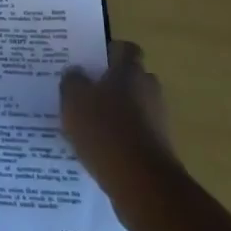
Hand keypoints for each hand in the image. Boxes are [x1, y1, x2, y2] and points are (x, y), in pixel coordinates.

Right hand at [60, 41, 175, 189]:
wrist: (141, 181)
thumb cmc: (104, 130)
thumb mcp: (74, 100)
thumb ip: (72, 81)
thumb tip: (76, 72)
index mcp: (130, 71)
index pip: (125, 49)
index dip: (108, 51)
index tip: (90, 60)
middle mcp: (148, 88)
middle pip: (130, 77)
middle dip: (110, 83)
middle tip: (83, 91)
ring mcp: (157, 118)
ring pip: (133, 105)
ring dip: (115, 111)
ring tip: (86, 123)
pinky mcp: (158, 145)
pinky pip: (135, 131)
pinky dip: (120, 135)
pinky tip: (98, 146)